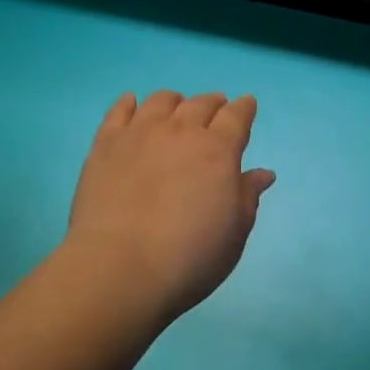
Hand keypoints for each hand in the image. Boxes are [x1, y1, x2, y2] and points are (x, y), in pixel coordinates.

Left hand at [64, 90, 275, 324]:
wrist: (120, 267)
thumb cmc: (189, 257)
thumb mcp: (234, 232)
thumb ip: (247, 196)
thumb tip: (263, 174)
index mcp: (218, 150)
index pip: (236, 116)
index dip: (244, 108)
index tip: (247, 105)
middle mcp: (181, 131)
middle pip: (201, 103)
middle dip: (213, 103)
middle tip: (216, 109)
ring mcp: (140, 133)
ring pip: (161, 101)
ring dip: (175, 101)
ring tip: (176, 108)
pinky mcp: (106, 143)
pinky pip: (119, 110)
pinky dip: (129, 103)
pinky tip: (131, 103)